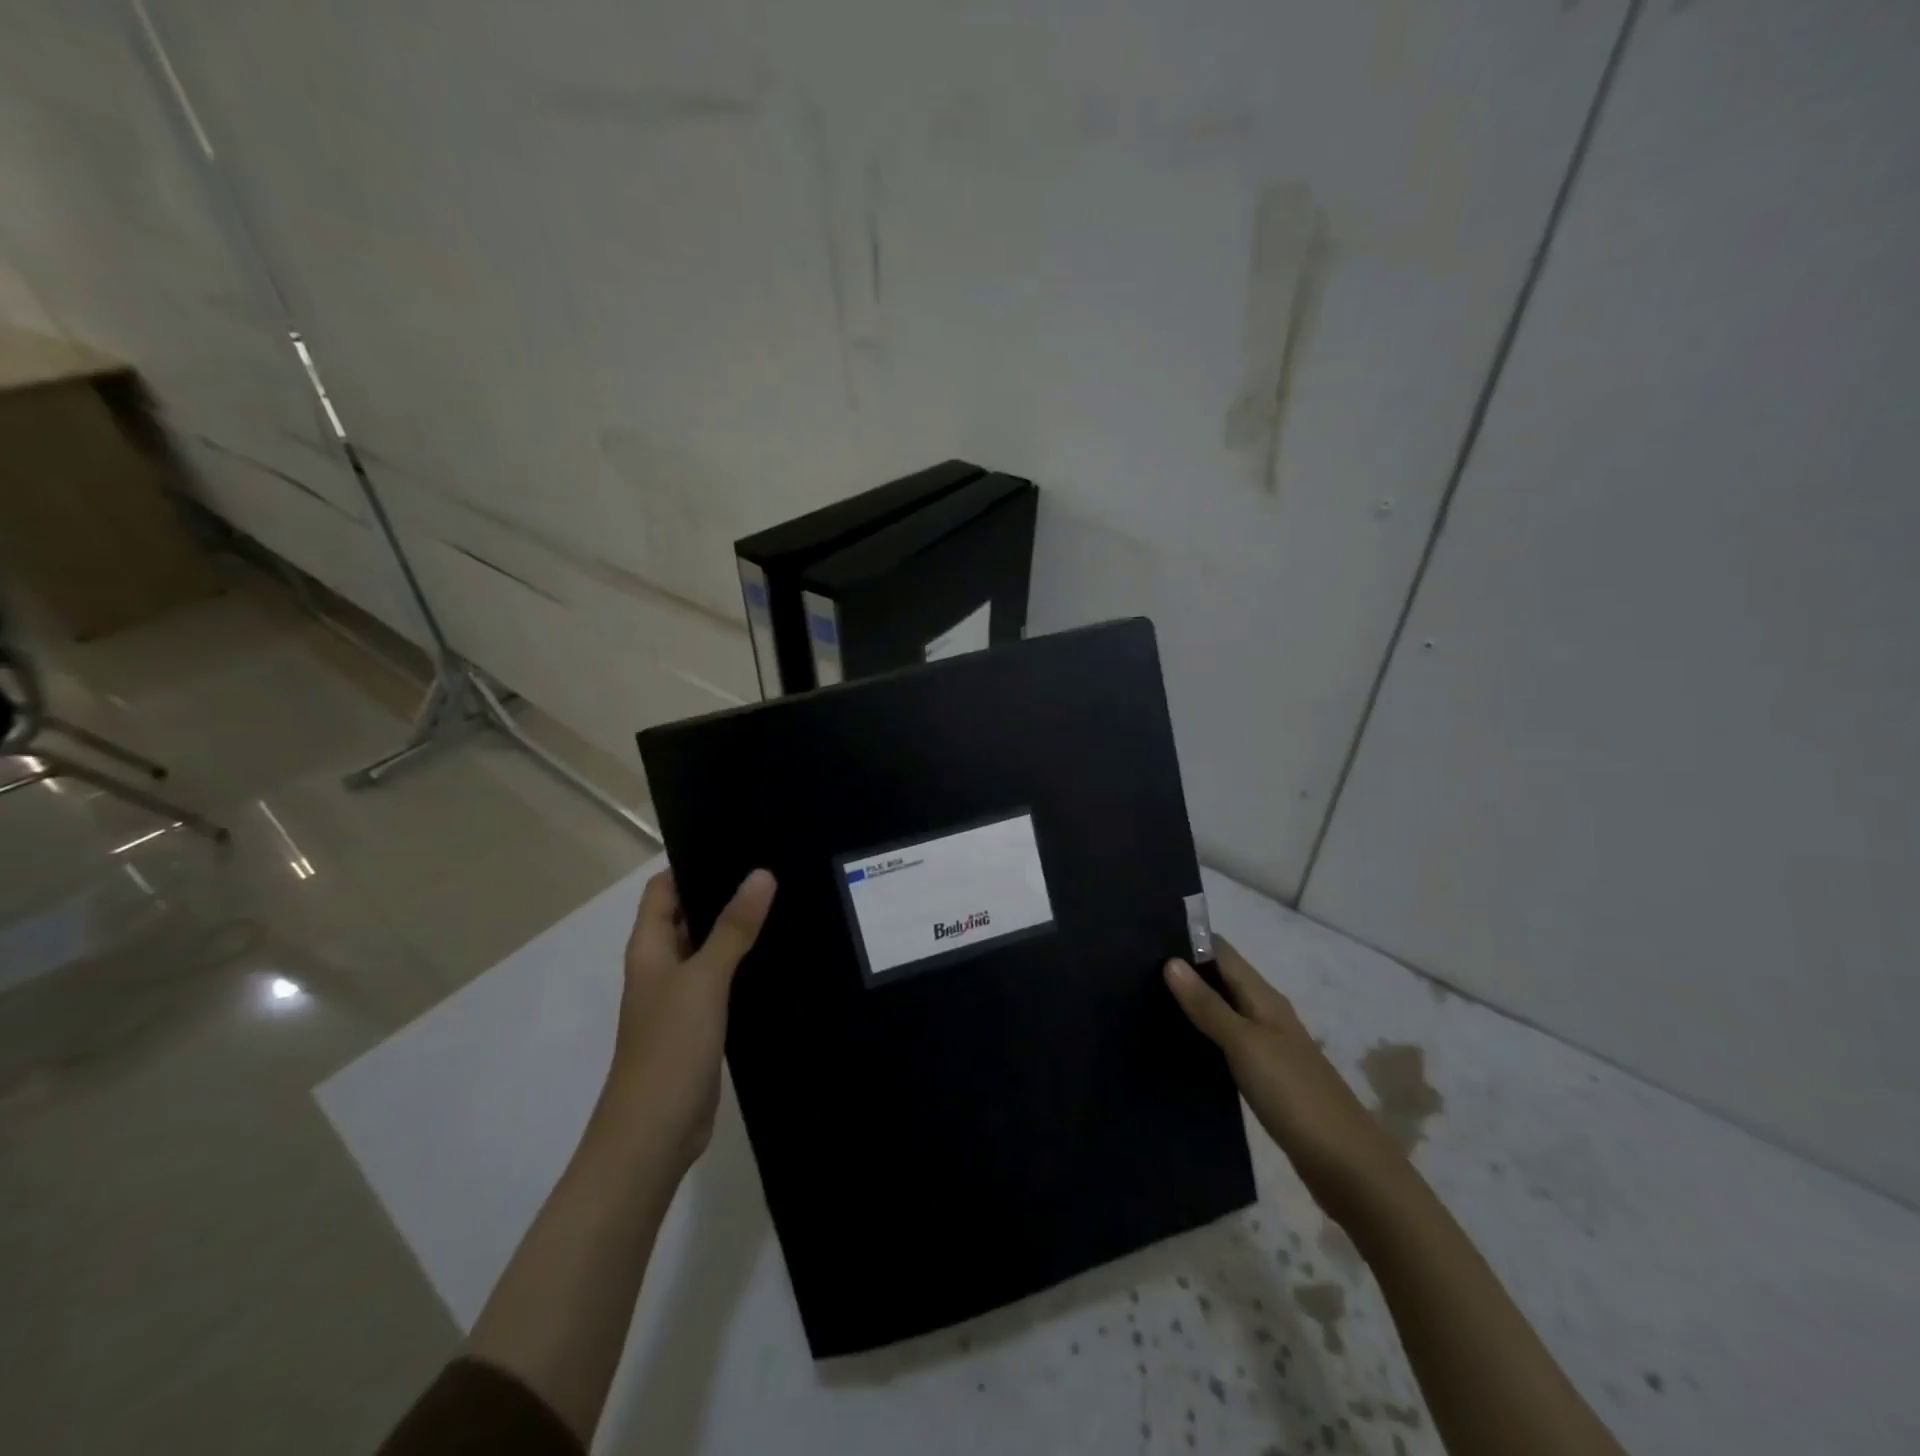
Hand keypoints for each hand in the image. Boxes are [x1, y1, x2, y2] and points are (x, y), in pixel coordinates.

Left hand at [606, 867, 775, 1172]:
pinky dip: (744, 963)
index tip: (738, 842)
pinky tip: (779, 954)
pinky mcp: (701, 1023)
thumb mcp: (704, 979)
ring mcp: (680, 996)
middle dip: (724, 892)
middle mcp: (662, 966)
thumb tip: (761, 873)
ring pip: (709, 948)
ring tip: (786, 900)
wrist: (654, 1133)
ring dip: (737, 928)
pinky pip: (723, 980)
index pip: (664, 889)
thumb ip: (733, 927)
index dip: (692, 863)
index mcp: (650, 948)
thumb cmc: (669, 1046)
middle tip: (775, 867)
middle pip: (689, 915)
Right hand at [1165, 937, 1403, 1217]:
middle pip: (1221, 979)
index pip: (1222, 952)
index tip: (1144, 937)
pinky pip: (1227, 1043)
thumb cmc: (1294, 1094)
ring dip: (1192, 1004)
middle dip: (1185, 972)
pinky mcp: (1266, 1078)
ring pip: (1223, 1012)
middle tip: (1134, 972)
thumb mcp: (1245, 1044)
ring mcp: (1268, 1047)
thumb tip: (1170, 961)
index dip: (1188, 940)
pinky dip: (1203, 1037)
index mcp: (1265, 998)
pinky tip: (1178, 1046)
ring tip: (1144, 1003)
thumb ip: (1208, 1005)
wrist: (1347, 1166)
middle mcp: (1266, 1014)